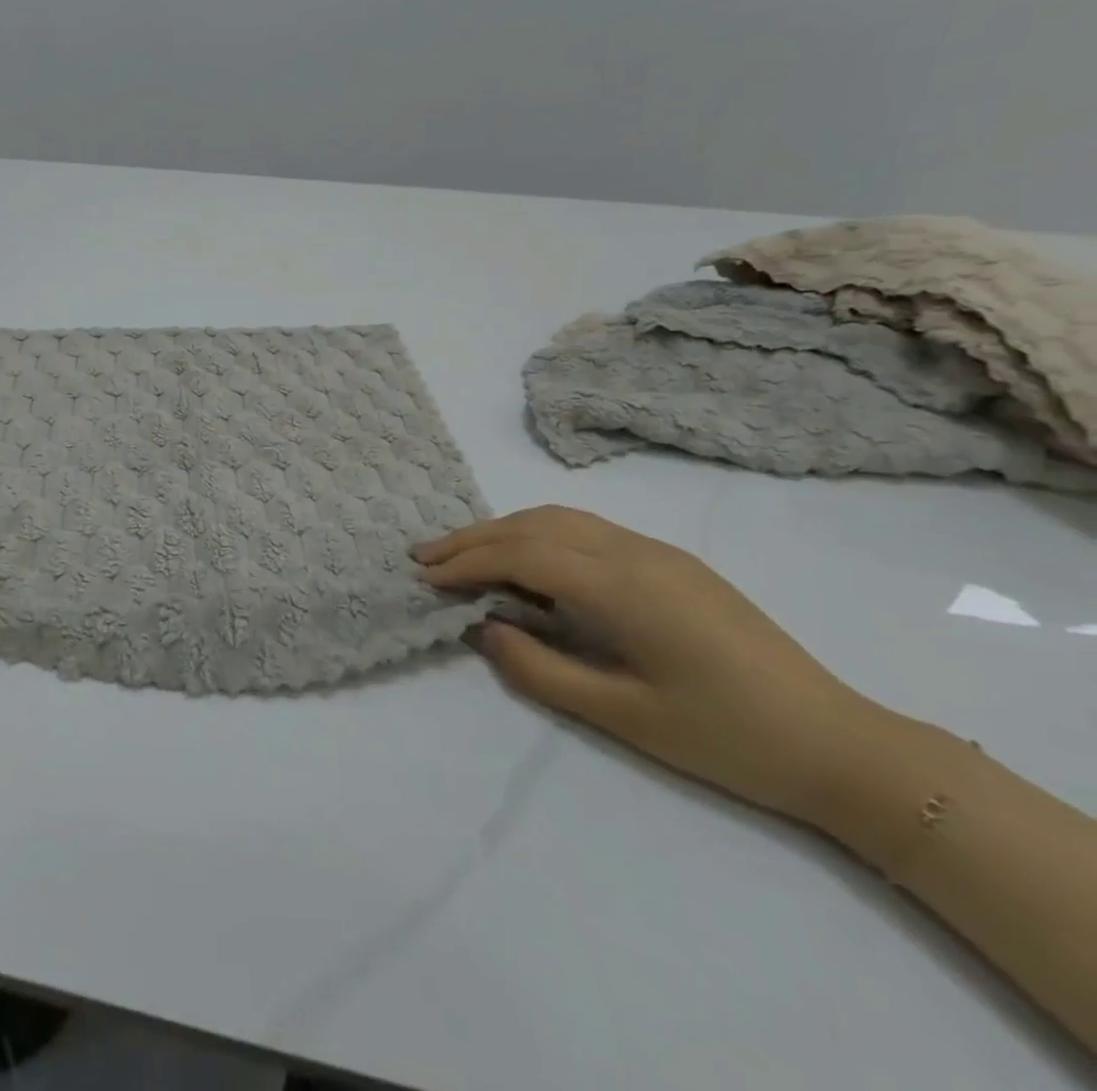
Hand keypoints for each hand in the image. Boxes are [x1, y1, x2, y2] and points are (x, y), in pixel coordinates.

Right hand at [415, 506, 874, 822]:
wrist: (842, 746)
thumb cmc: (727, 739)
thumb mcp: (623, 717)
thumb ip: (540, 669)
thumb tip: (484, 629)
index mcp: (623, 587)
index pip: (522, 554)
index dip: (466, 562)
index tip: (423, 577)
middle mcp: (635, 553)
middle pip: (535, 525)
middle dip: (474, 537)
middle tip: (425, 556)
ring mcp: (657, 553)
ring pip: (561, 519)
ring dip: (505, 530)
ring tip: (464, 554)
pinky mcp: (672, 564)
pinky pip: (587, 531)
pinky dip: (539, 535)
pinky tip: (527, 563)